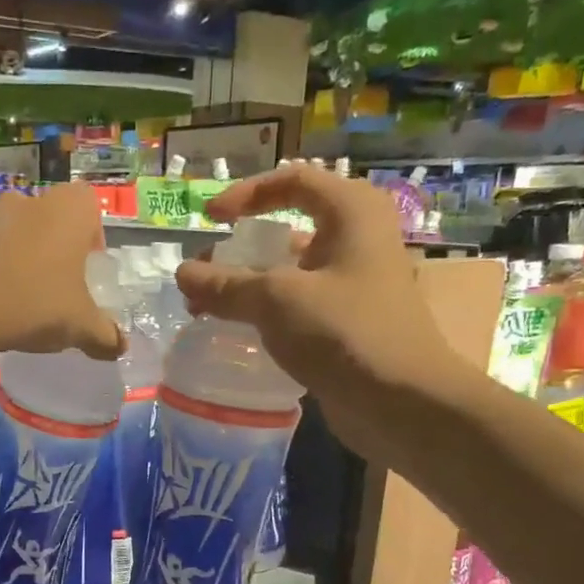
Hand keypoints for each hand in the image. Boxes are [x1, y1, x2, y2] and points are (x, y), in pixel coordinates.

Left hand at [0, 182, 124, 360]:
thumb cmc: (37, 303)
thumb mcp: (81, 326)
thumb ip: (104, 335)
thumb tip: (120, 347)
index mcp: (70, 209)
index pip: (90, 208)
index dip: (93, 238)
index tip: (88, 271)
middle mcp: (32, 201)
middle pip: (52, 222)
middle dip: (57, 252)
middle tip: (60, 288)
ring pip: (19, 235)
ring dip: (25, 261)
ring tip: (26, 303)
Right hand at [176, 164, 464, 452]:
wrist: (401, 402)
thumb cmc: (344, 332)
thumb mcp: (276, 301)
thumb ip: (226, 284)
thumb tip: (183, 273)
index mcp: (351, 212)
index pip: (292, 181)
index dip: (245, 194)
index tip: (209, 220)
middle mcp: (358, 239)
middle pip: (289, 229)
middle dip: (240, 249)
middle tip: (201, 275)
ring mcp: (356, 283)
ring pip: (292, 272)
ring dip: (248, 285)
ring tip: (207, 308)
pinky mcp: (350, 323)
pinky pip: (300, 305)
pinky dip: (268, 312)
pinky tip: (239, 332)